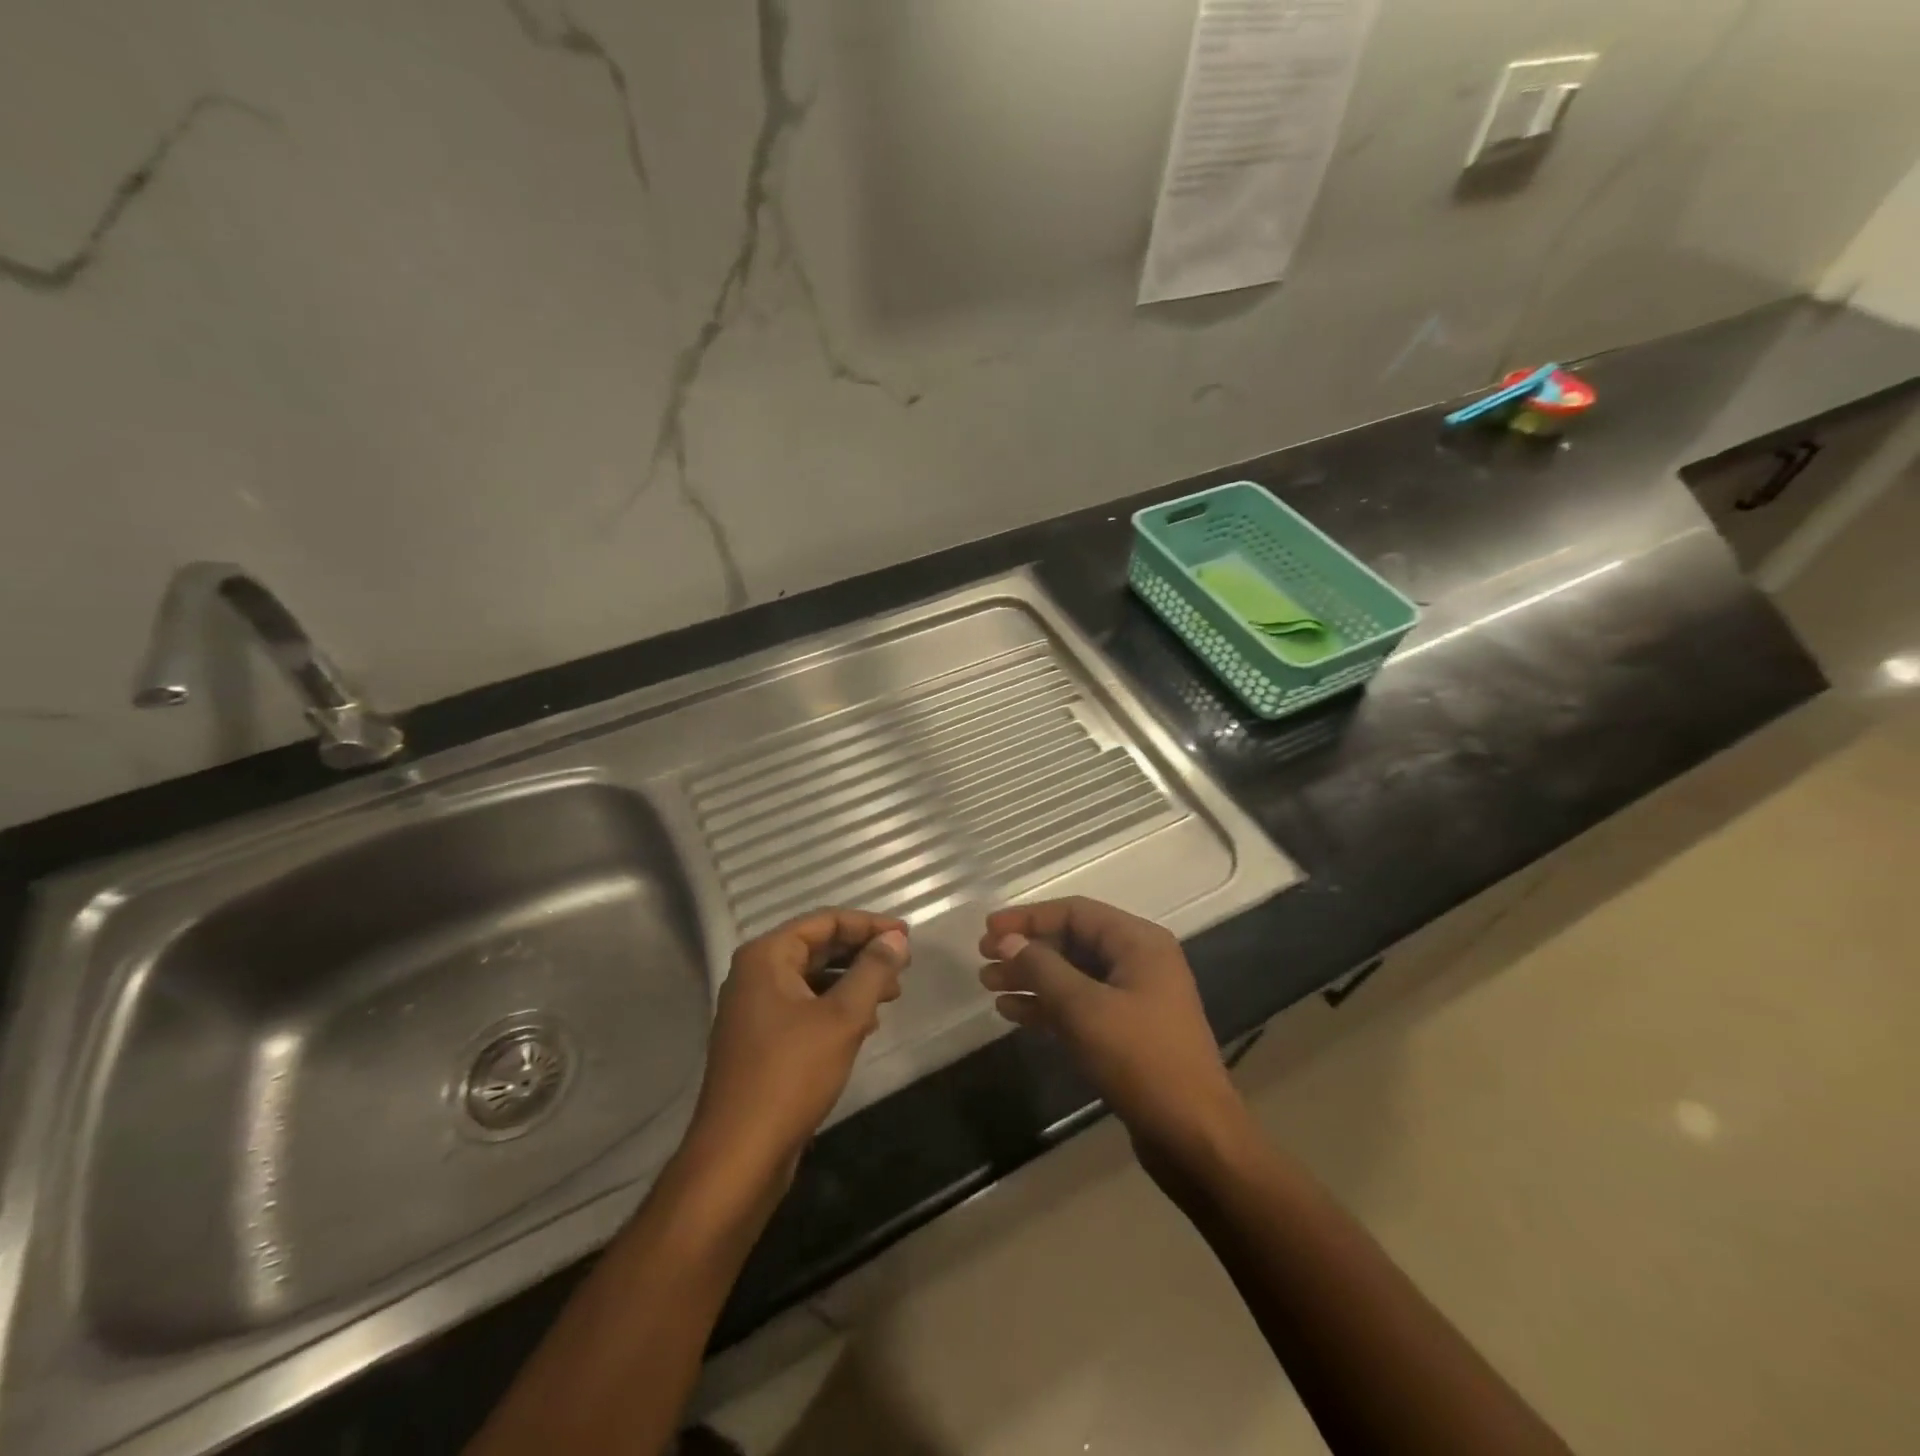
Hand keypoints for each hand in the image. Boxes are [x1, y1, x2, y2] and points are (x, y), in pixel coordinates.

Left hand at [689, 908, 910, 1180]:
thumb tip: (896, 940)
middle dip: (862, 953)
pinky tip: (865, 1024)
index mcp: (766, 956)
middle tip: (903, 965)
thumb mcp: (842, 1018)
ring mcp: (754, 1009)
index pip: (825, 921)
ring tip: (892, 995)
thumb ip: (873, 972)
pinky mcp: (761, 1040)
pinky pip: (805, 1007)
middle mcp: (755, 974)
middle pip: (818, 947)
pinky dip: (836, 1007)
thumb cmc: (790, 1075)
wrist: (739, 1154)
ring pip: (813, 979)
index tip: (907, 936)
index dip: (869, 924)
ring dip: (853, 982)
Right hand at [979, 897, 1248, 1164]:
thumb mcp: (1085, 1009)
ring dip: (1031, 978)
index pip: (1075, 912)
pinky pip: (1080, 1006)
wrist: (1194, 1138)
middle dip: (1027, 949)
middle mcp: (1139, 962)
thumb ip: (1042, 969)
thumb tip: (1008, 940)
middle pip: (1073, 941)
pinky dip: (1047, 1006)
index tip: (988, 929)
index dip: (1028, 917)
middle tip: (983, 959)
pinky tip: (1013, 1012)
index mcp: (1139, 942)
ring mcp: (1134, 998)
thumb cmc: (1142, 1061)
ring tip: (989, 985)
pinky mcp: (1127, 1033)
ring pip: (1073, 975)